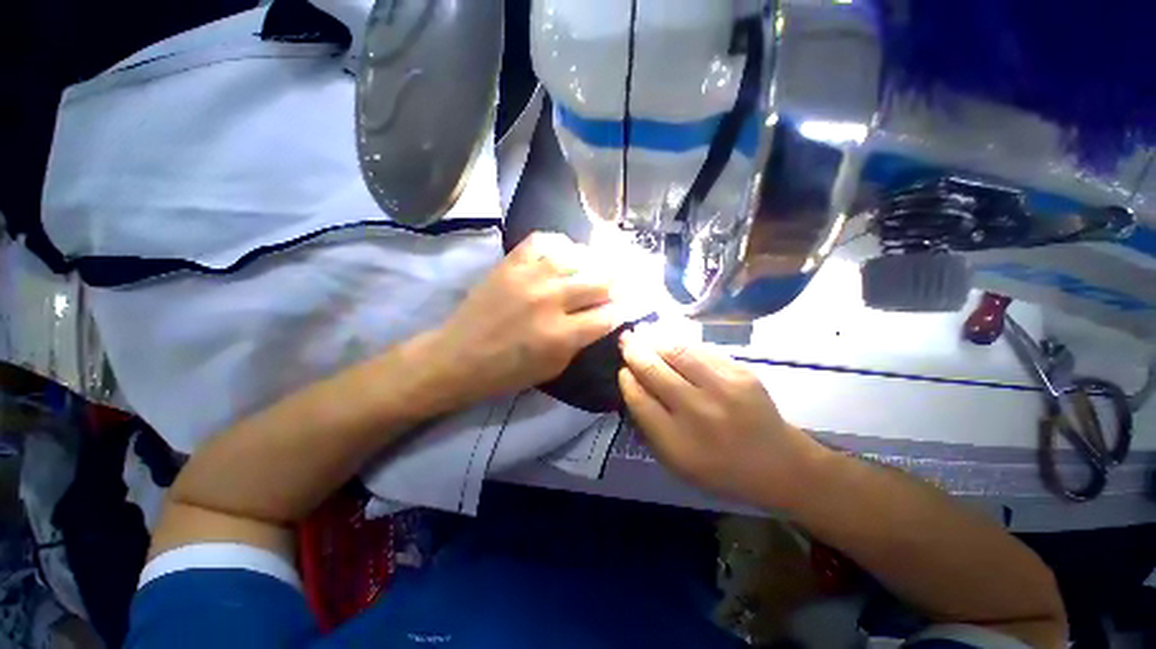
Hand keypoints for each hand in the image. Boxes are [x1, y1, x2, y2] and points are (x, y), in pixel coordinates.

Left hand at [430, 232, 619, 407]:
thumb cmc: (508, 372)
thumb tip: (603, 317)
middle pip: (601, 282)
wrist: (459, 357)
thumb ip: (582, 340)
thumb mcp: (554, 367)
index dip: (623, 310)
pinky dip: (559, 245)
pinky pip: (544, 240)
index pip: (609, 315)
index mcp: (562, 335)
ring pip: (578, 257)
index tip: (626, 306)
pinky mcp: (511, 263)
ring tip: (592, 270)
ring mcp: (530, 277)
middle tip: (616, 287)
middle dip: (615, 285)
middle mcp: (551, 300)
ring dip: (591, 265)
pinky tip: (563, 254)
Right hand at [618, 331, 825, 509]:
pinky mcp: (741, 372)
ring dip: (654, 339)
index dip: (627, 380)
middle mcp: (698, 412)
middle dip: (635, 352)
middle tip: (625, 340)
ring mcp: (723, 388)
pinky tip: (668, 337)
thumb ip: (649, 425)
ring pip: (677, 352)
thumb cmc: (720, 468)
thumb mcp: (676, 462)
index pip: (639, 400)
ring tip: (641, 331)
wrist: (779, 463)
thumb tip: (632, 384)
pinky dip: (679, 341)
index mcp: (678, 442)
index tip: (622, 370)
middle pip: (655, 371)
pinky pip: (701, 349)